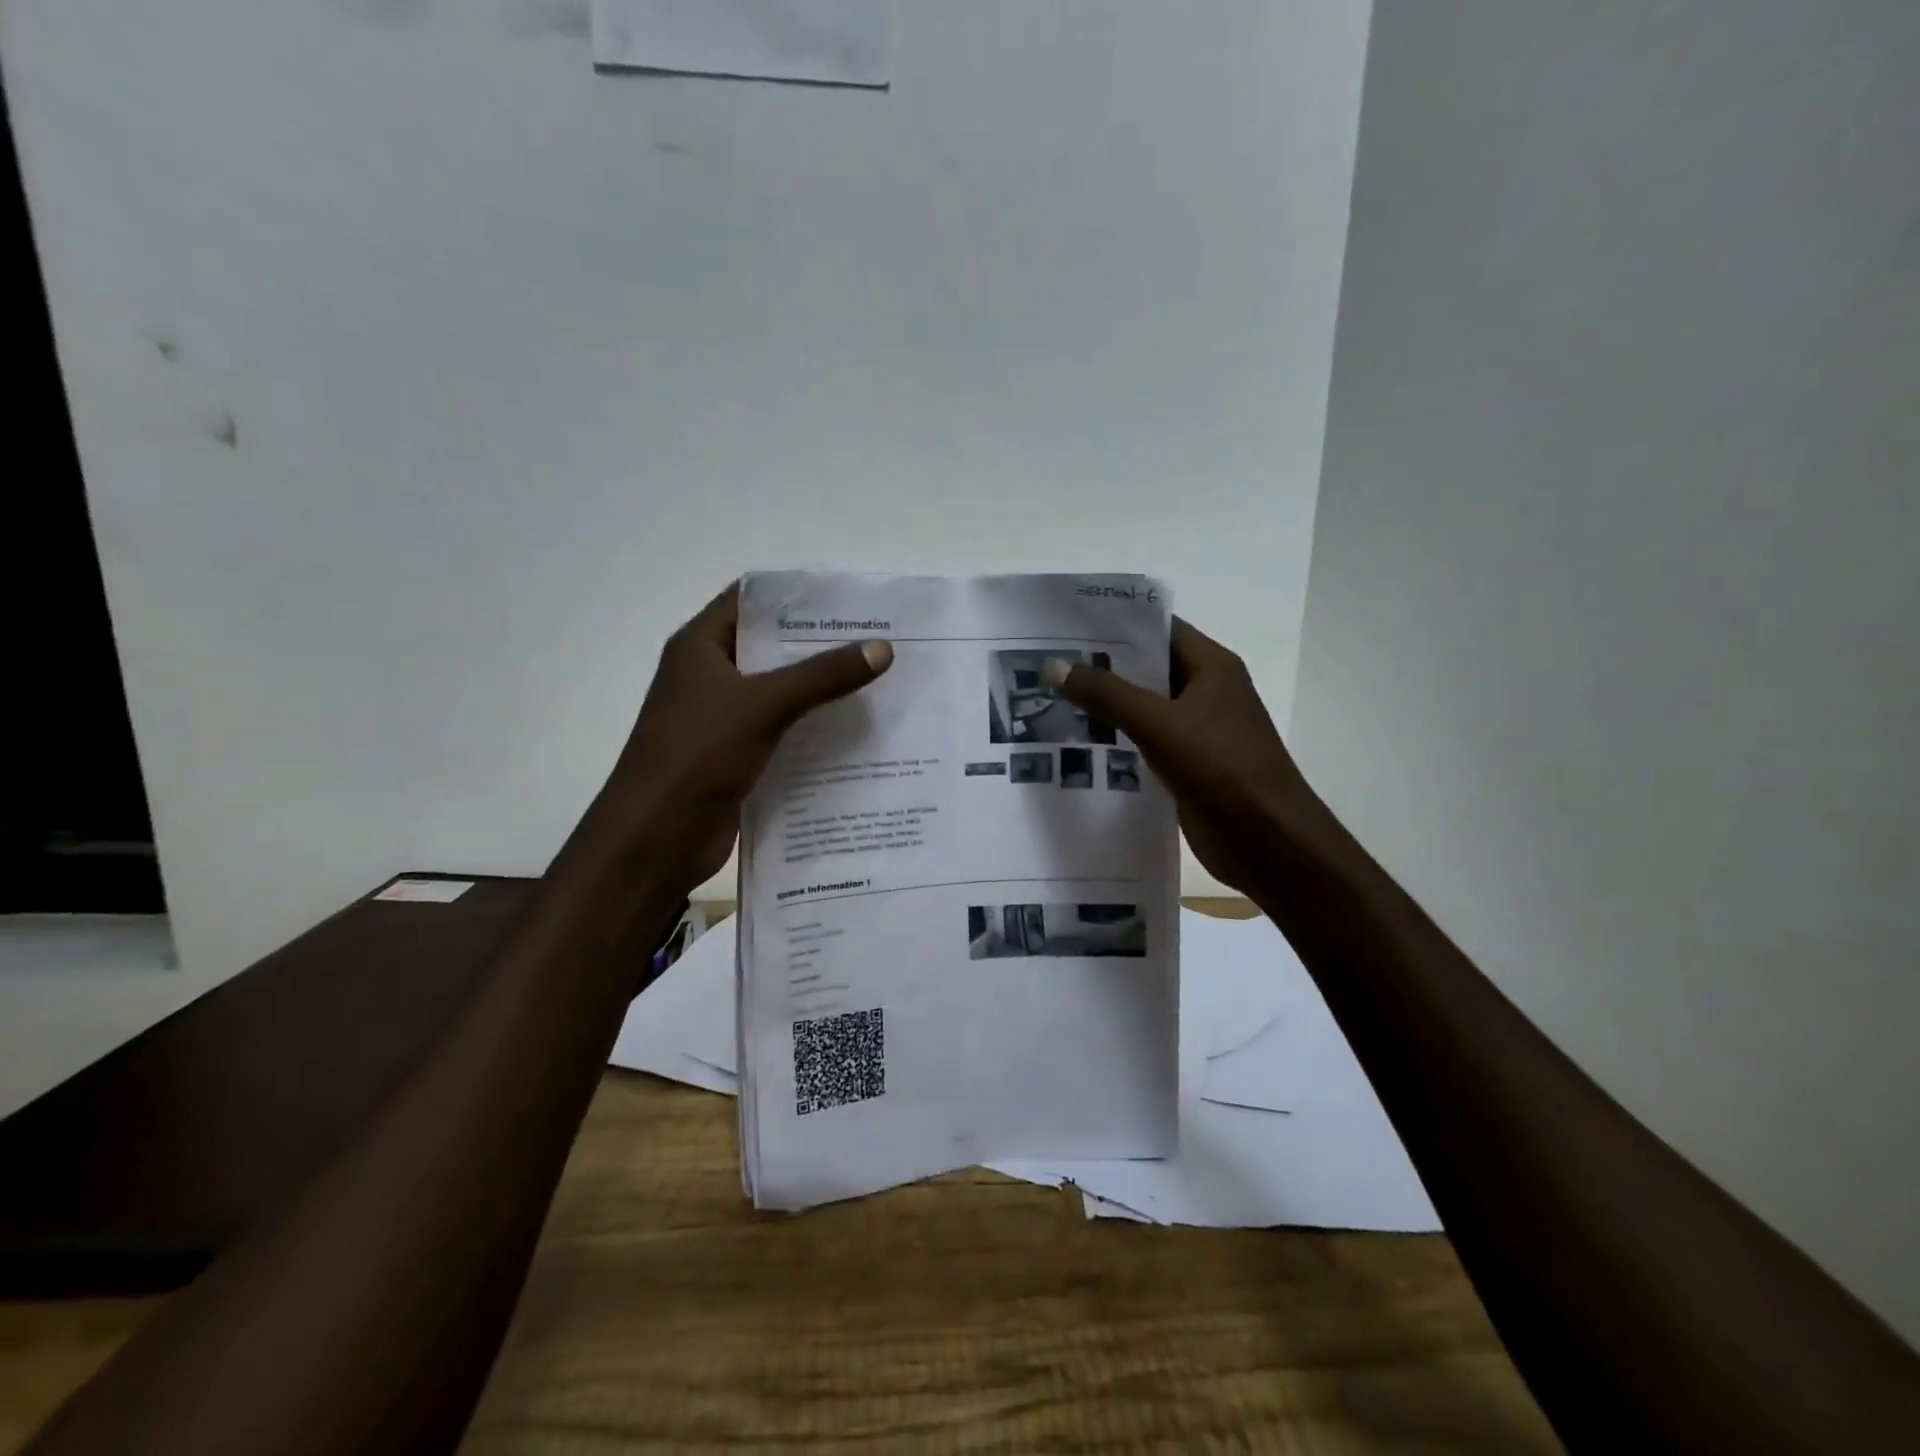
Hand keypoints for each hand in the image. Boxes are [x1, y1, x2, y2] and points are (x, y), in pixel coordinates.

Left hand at [600, 585, 892, 889]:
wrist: (656, 839)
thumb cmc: (698, 755)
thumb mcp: (763, 705)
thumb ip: (822, 675)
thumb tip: (882, 648)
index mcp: (700, 647)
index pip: (751, 601)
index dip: (797, 596)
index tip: (849, 598)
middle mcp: (710, 676)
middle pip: (771, 647)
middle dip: (821, 644)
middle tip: (876, 639)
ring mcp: (722, 718)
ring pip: (780, 692)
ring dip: (821, 688)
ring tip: (878, 679)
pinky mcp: (736, 755)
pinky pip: (782, 730)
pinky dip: (813, 728)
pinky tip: (856, 729)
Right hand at [1047, 619, 1324, 895]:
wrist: (1268, 841)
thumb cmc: (1222, 768)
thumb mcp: (1159, 724)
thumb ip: (1106, 694)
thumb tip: (1054, 665)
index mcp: (1212, 667)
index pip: (1159, 630)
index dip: (1115, 624)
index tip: (1066, 625)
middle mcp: (1206, 691)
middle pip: (1148, 668)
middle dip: (1101, 665)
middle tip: (1047, 661)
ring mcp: (1198, 730)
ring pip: (1144, 708)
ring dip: (1105, 705)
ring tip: (1050, 696)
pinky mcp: (1188, 765)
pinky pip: (1145, 742)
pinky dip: (1116, 740)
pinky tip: (1077, 742)